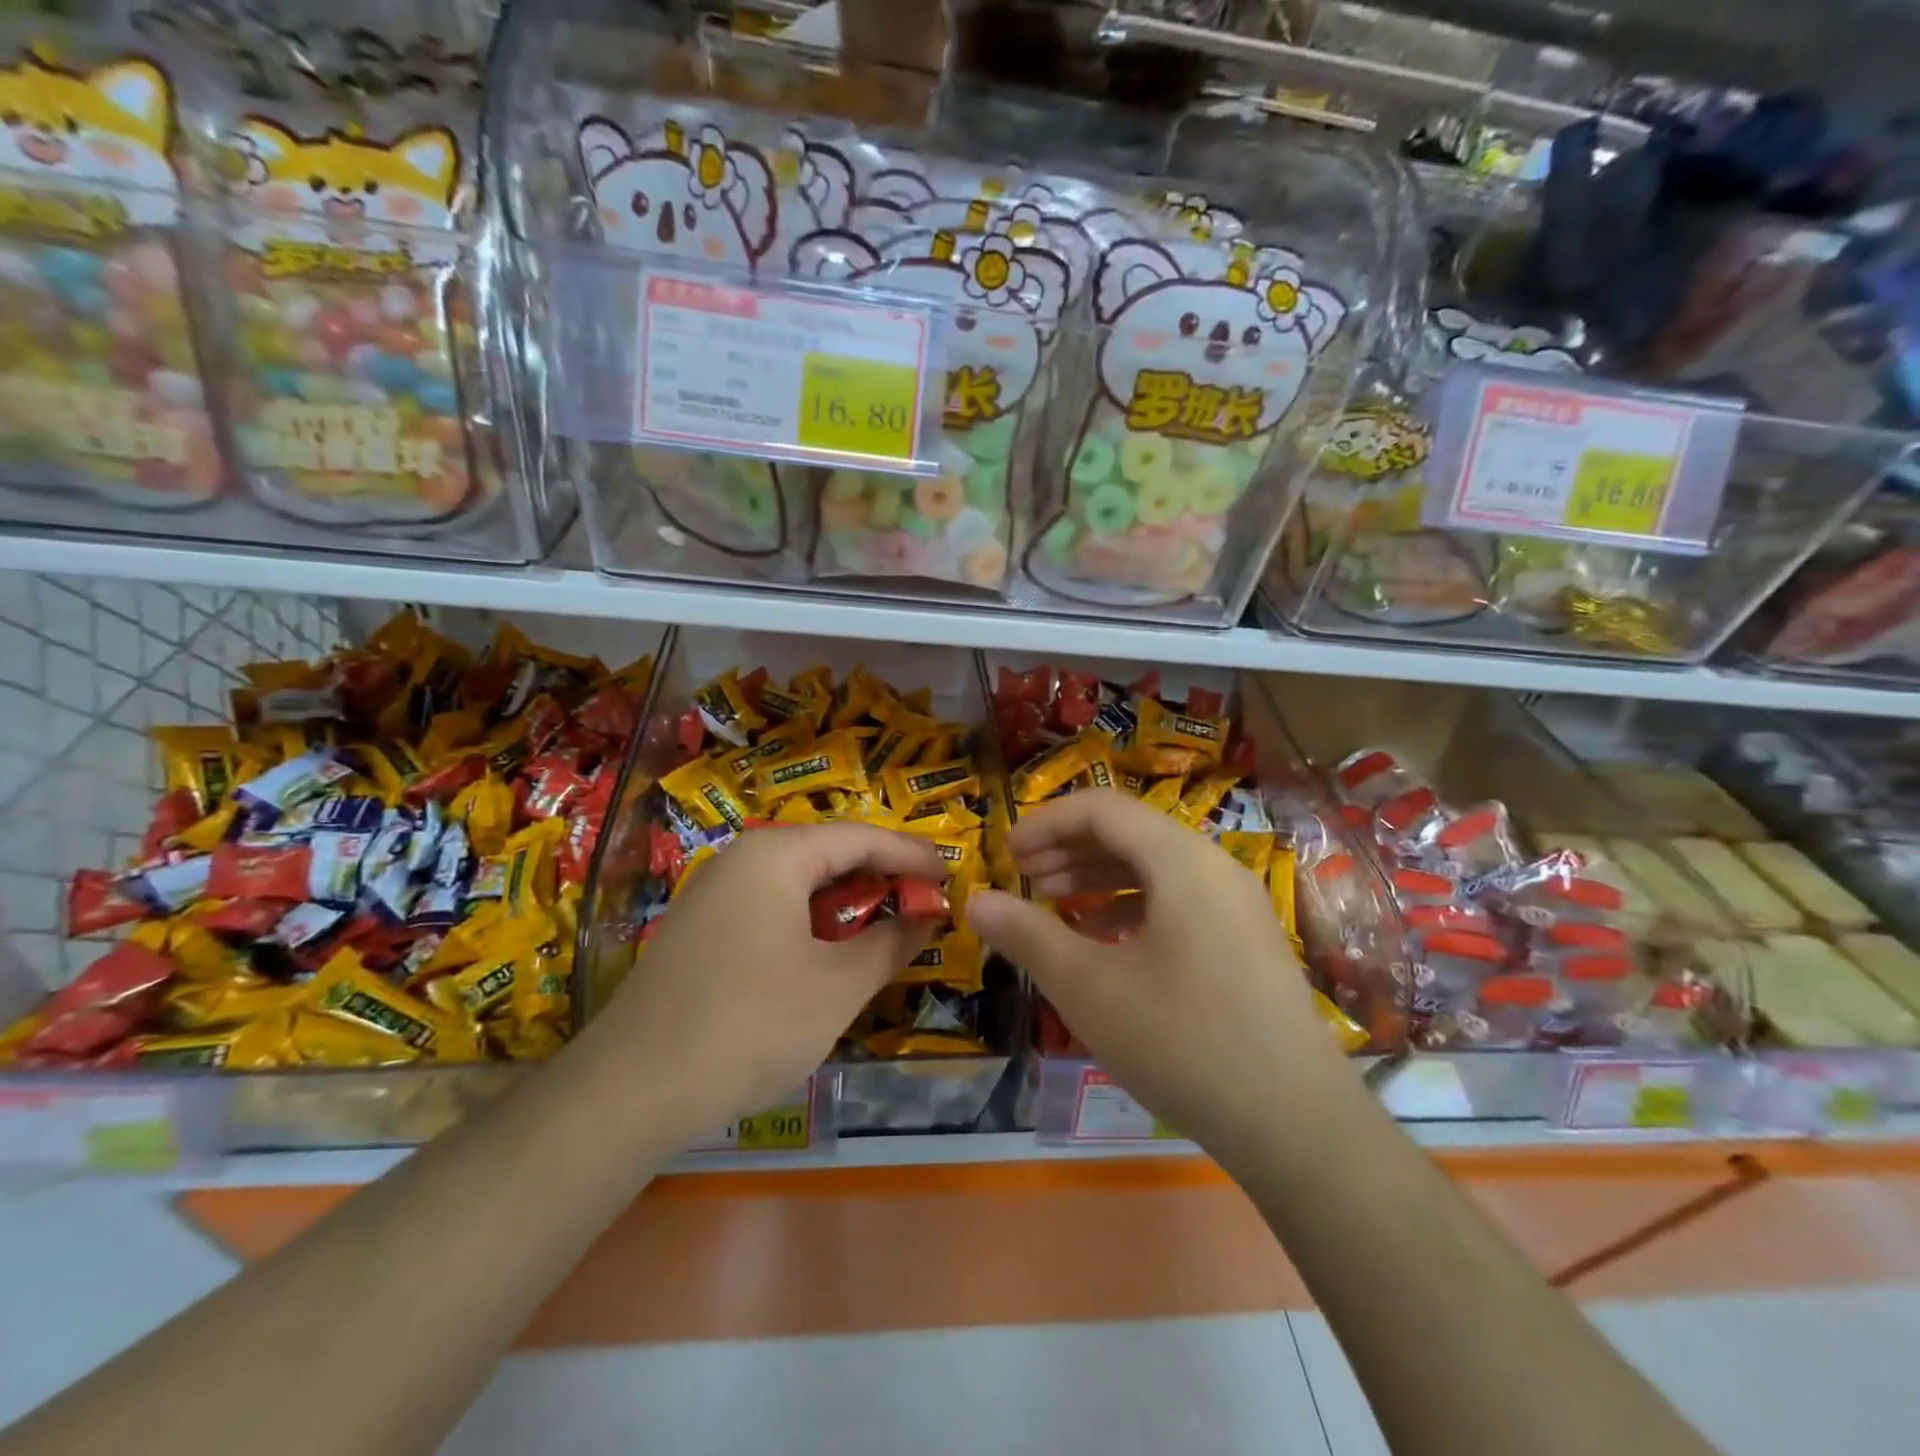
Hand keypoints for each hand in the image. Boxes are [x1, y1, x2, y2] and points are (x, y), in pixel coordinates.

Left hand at [593, 823, 943, 1138]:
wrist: (630, 1090)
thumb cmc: (750, 1025)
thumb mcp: (837, 986)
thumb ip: (890, 943)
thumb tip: (927, 915)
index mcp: (776, 855)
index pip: (860, 837)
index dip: (910, 853)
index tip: (950, 873)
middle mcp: (741, 859)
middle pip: (827, 853)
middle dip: (879, 876)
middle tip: (924, 901)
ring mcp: (713, 893)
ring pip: (797, 883)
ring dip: (846, 902)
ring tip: (886, 926)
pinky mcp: (699, 929)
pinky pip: (770, 907)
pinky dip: (811, 922)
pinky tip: (828, 953)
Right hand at [965, 790, 1343, 1154]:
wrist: (1296, 1123)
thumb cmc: (1181, 1040)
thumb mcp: (1088, 986)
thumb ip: (1027, 934)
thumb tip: (975, 901)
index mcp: (1179, 859)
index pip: (1101, 808)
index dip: (1045, 823)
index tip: (1006, 853)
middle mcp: (1213, 865)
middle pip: (1129, 832)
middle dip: (1068, 849)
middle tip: (1023, 878)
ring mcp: (1236, 903)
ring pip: (1154, 867)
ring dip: (1098, 877)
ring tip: (1053, 904)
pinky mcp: (1245, 940)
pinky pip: (1178, 899)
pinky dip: (1132, 906)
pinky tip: (1104, 940)